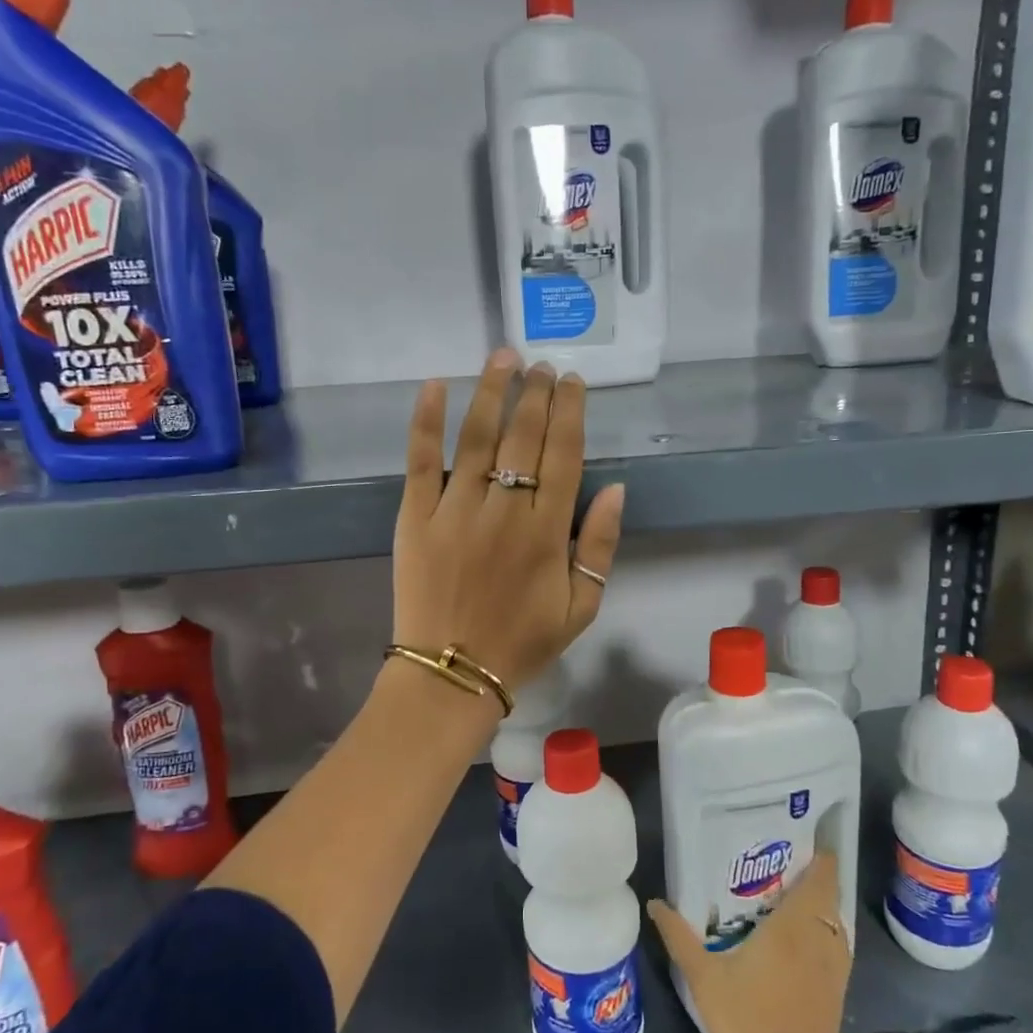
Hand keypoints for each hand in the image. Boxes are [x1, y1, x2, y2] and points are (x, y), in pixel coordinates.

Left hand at [393, 349, 624, 695]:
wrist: (452, 674)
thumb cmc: (522, 642)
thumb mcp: (581, 606)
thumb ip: (600, 546)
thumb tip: (617, 489)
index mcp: (546, 532)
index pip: (563, 456)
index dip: (570, 413)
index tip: (572, 382)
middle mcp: (503, 511)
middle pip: (522, 437)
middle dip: (536, 394)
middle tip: (542, 364)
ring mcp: (455, 510)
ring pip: (476, 438)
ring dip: (491, 392)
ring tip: (503, 358)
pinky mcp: (415, 516)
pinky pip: (420, 461)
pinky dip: (426, 421)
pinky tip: (436, 385)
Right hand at [648, 852, 850, 1032]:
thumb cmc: (744, 1022)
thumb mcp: (703, 976)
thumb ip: (678, 935)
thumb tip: (655, 902)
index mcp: (795, 927)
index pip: (822, 877)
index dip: (820, 854)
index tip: (799, 837)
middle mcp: (821, 940)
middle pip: (828, 896)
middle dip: (812, 876)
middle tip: (779, 862)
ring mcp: (834, 969)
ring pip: (835, 923)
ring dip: (820, 906)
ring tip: (787, 895)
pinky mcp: (837, 993)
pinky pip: (837, 947)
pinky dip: (824, 933)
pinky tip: (798, 941)